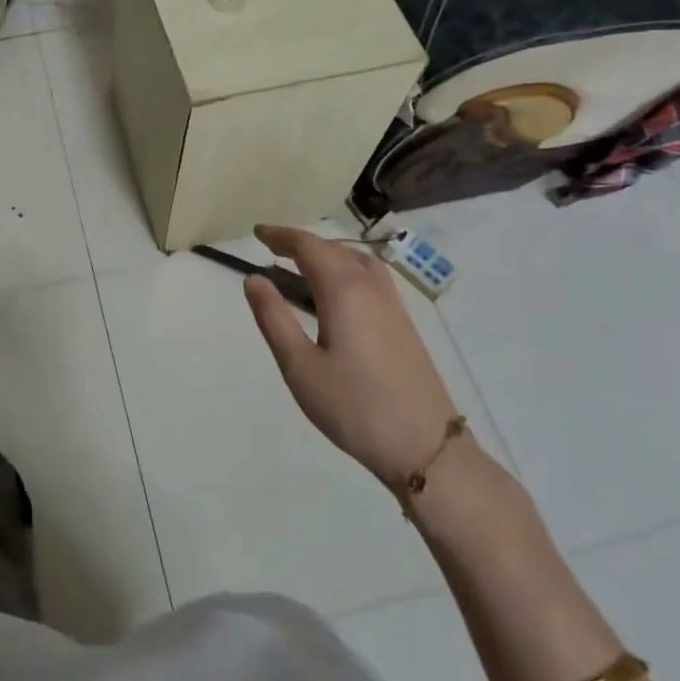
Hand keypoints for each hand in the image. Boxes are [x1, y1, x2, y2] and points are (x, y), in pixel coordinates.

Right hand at [243, 225, 459, 493]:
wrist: (426, 447)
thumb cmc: (354, 407)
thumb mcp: (300, 366)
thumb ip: (274, 318)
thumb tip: (253, 279)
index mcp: (344, 290)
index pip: (309, 246)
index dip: (281, 235)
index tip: (256, 233)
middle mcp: (371, 287)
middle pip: (334, 249)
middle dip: (302, 243)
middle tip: (272, 249)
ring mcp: (393, 305)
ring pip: (357, 261)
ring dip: (327, 254)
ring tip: (301, 267)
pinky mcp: (404, 324)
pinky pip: (371, 278)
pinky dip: (346, 269)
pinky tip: (336, 295)